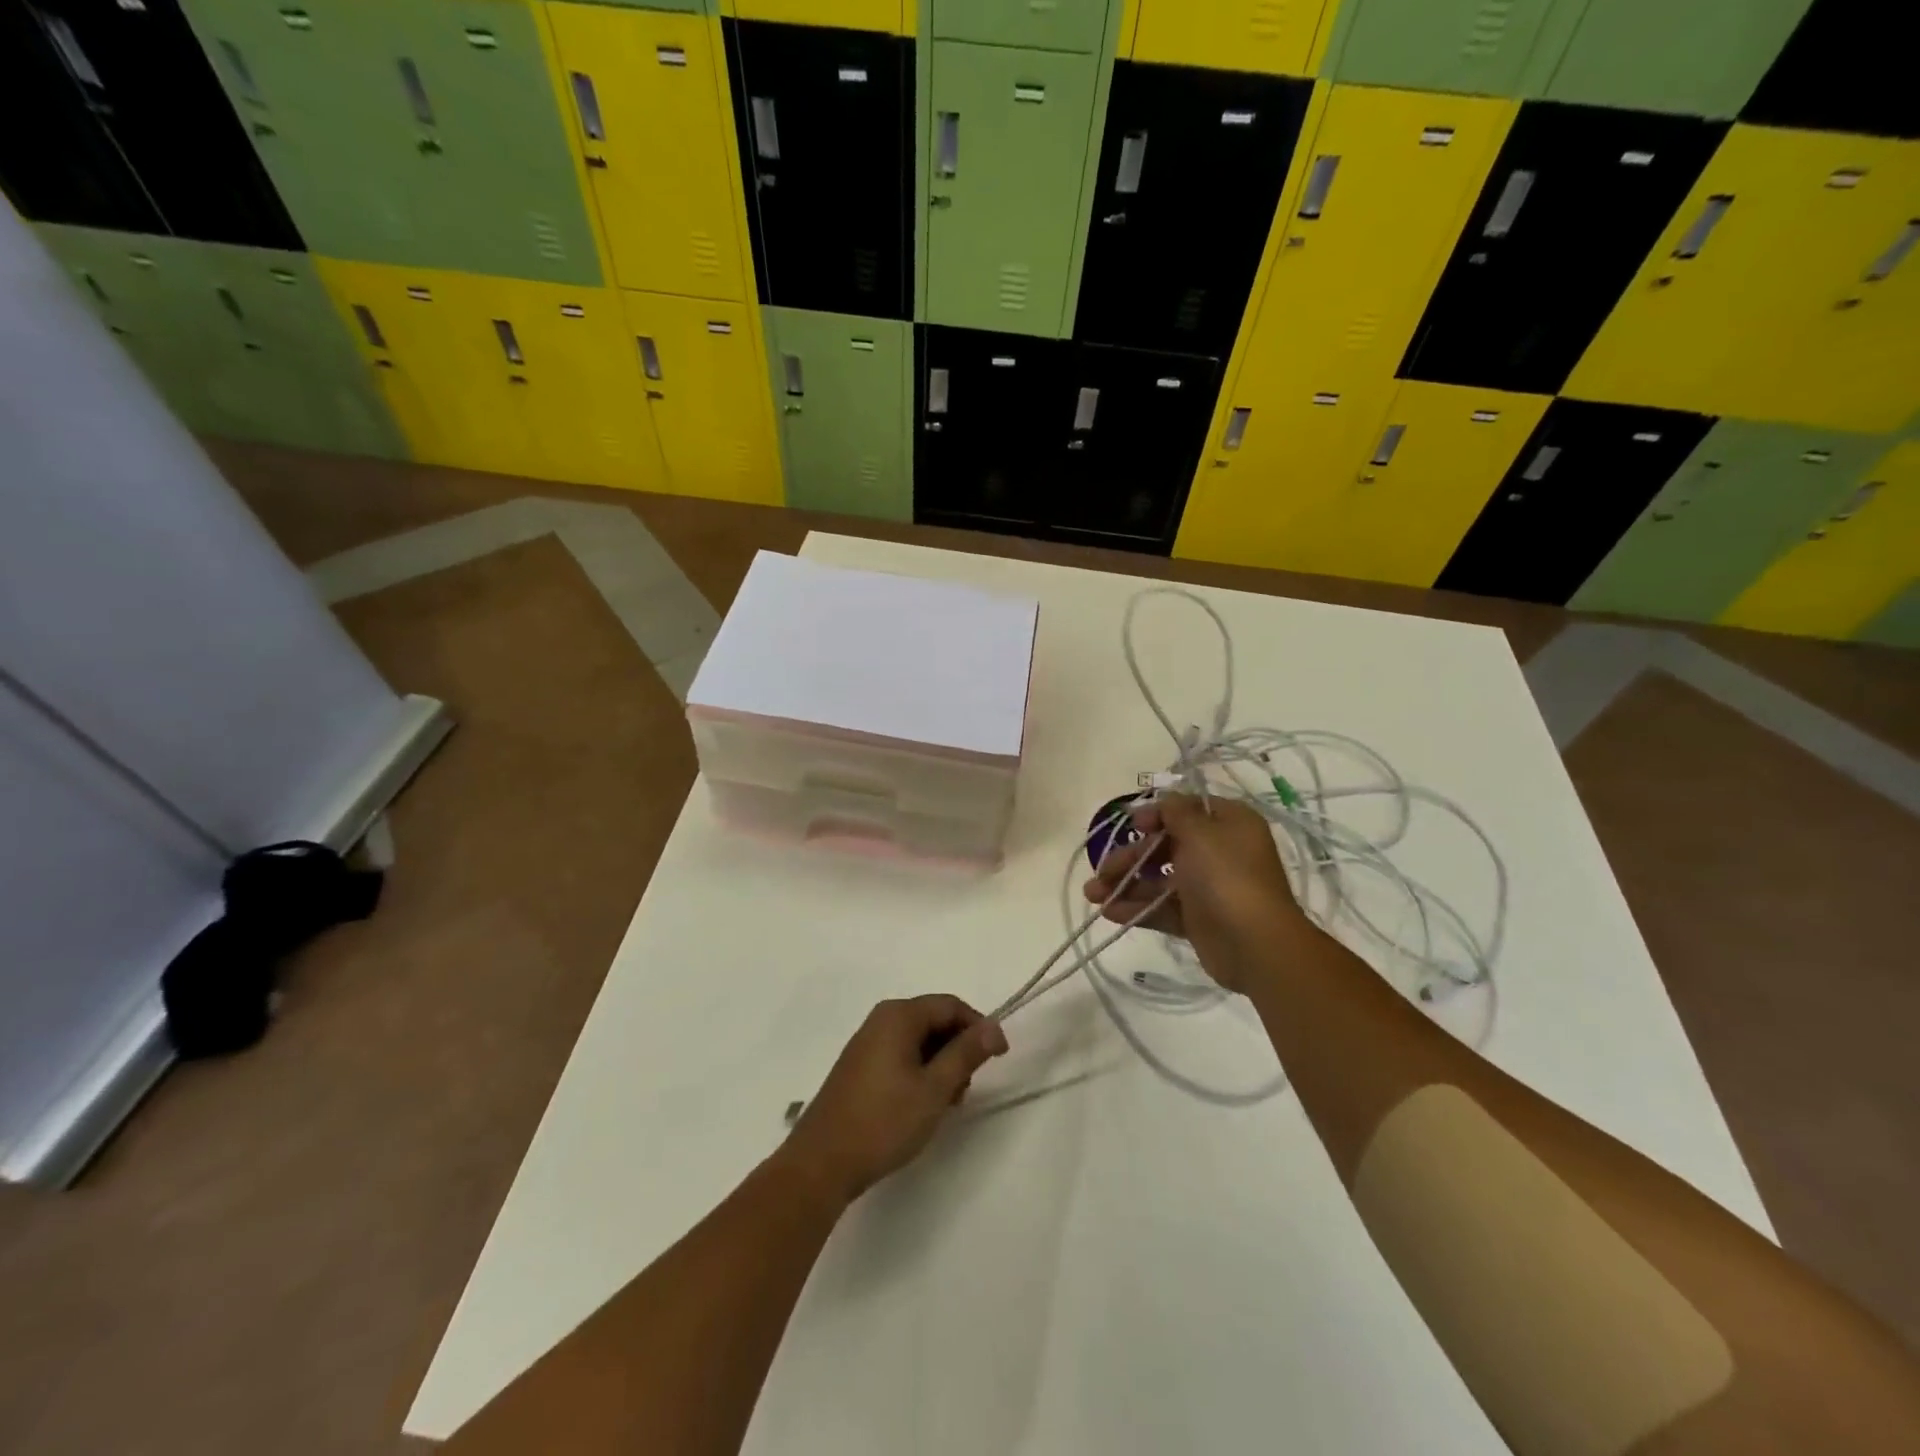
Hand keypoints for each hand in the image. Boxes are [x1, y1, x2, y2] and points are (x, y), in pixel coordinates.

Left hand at [781, 995, 1007, 1204]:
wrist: (822, 1163)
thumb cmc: (883, 1121)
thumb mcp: (934, 1088)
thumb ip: (966, 1053)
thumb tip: (993, 1027)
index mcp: (898, 1015)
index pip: (951, 1005)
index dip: (979, 1027)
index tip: (998, 1057)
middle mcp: (881, 1020)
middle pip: (934, 1020)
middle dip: (958, 1049)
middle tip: (966, 1090)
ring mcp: (867, 1043)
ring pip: (919, 1041)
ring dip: (940, 1065)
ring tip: (945, 1104)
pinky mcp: (859, 1067)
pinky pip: (901, 1056)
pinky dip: (920, 1074)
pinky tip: (921, 1106)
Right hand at [1081, 793, 1307, 992]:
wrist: (1255, 944)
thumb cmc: (1226, 876)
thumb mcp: (1201, 833)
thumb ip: (1176, 812)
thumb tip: (1165, 800)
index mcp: (1228, 824)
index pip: (1186, 810)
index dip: (1155, 815)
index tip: (1132, 826)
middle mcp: (1219, 852)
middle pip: (1165, 846)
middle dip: (1129, 857)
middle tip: (1102, 871)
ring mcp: (1208, 887)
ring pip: (1159, 879)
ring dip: (1125, 884)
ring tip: (1093, 895)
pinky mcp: (1198, 918)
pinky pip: (1162, 907)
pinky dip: (1137, 908)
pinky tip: (1109, 913)